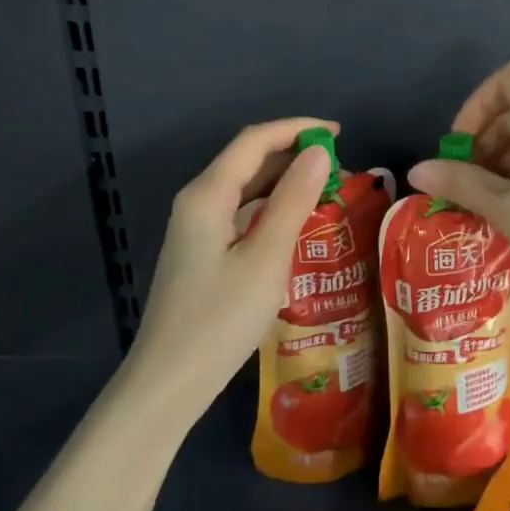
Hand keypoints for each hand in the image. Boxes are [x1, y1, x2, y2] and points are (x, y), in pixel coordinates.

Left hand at [125, 118, 336, 420]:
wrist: (168, 382)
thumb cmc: (220, 319)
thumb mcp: (266, 258)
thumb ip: (293, 201)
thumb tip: (319, 153)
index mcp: (207, 195)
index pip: (255, 141)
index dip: (296, 129)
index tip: (338, 133)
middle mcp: (198, 201)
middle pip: (248, 160)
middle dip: (293, 154)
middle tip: (340, 167)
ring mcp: (197, 228)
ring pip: (246, 187)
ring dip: (285, 180)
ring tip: (327, 189)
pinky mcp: (202, 251)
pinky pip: (241, 212)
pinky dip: (272, 206)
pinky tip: (297, 221)